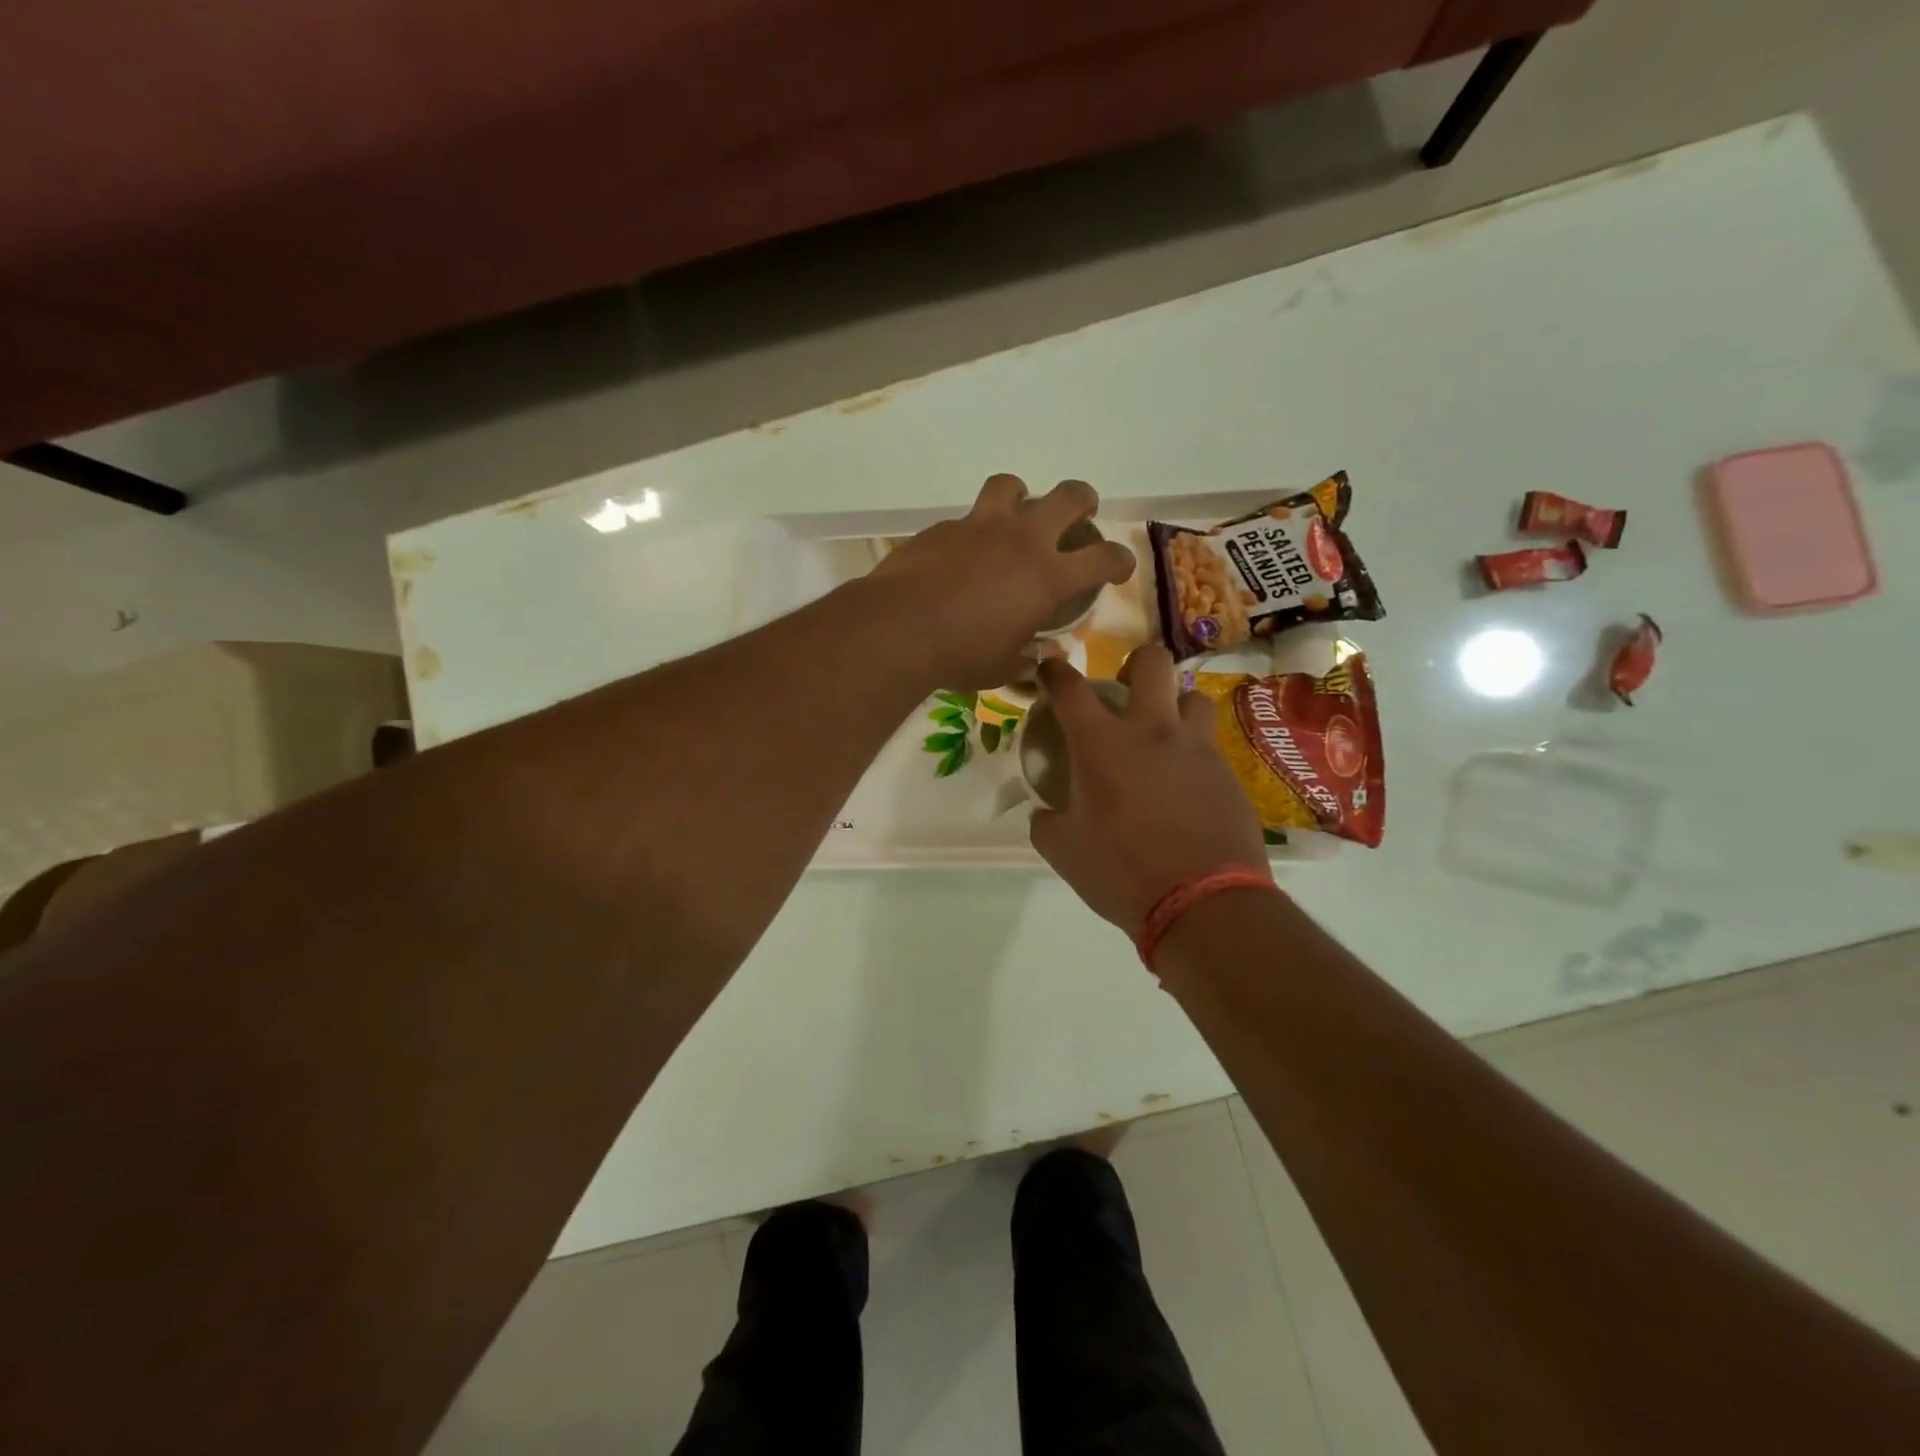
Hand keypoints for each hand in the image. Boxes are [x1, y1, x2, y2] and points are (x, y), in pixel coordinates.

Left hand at [867, 474, 1135, 689]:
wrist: (898, 629)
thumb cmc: (959, 655)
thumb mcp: (1001, 668)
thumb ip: (1025, 659)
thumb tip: (1038, 657)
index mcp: (1047, 577)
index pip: (1104, 558)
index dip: (1120, 560)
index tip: (1118, 568)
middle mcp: (1022, 540)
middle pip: (1069, 496)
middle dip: (1083, 500)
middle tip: (1080, 513)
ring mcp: (981, 527)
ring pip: (1012, 485)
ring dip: (1021, 495)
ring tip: (1016, 513)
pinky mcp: (944, 527)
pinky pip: (967, 517)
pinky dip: (973, 531)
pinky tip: (961, 554)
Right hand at [1029, 647, 1268, 935]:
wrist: (1203, 903)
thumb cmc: (1121, 872)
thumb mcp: (1062, 850)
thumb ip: (1046, 820)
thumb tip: (1047, 810)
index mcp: (1101, 743)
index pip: (1071, 688)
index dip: (1055, 671)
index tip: (1050, 667)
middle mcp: (1152, 731)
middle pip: (1152, 661)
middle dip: (1135, 664)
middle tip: (1125, 691)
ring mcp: (1196, 748)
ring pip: (1192, 696)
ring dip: (1174, 706)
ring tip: (1162, 735)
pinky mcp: (1227, 773)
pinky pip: (1209, 743)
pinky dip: (1191, 751)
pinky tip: (1184, 783)